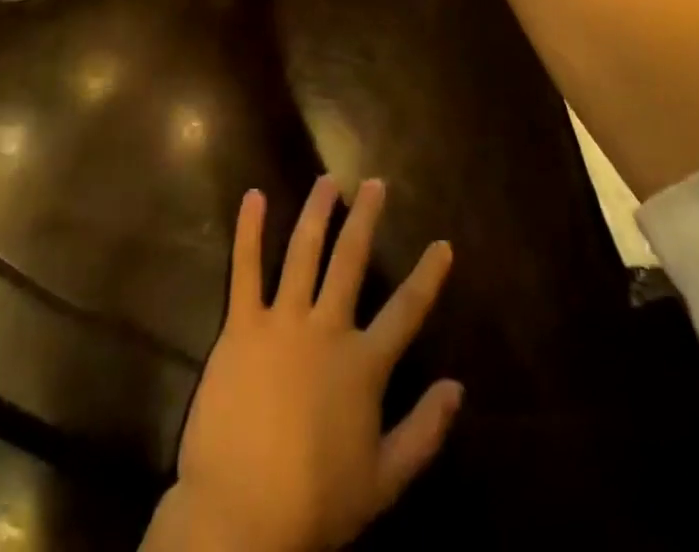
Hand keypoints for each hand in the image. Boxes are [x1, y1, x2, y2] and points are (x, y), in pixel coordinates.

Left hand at [145, 176, 461, 551]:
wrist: (240, 518)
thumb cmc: (314, 504)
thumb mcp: (383, 481)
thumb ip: (424, 432)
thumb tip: (458, 388)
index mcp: (363, 364)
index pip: (406, 311)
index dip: (428, 276)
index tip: (443, 244)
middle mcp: (327, 328)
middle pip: (351, 260)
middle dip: (366, 218)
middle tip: (375, 183)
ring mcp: (283, 321)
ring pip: (304, 251)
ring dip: (317, 211)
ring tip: (327, 181)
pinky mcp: (242, 325)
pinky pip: (245, 268)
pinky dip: (249, 230)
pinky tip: (254, 197)